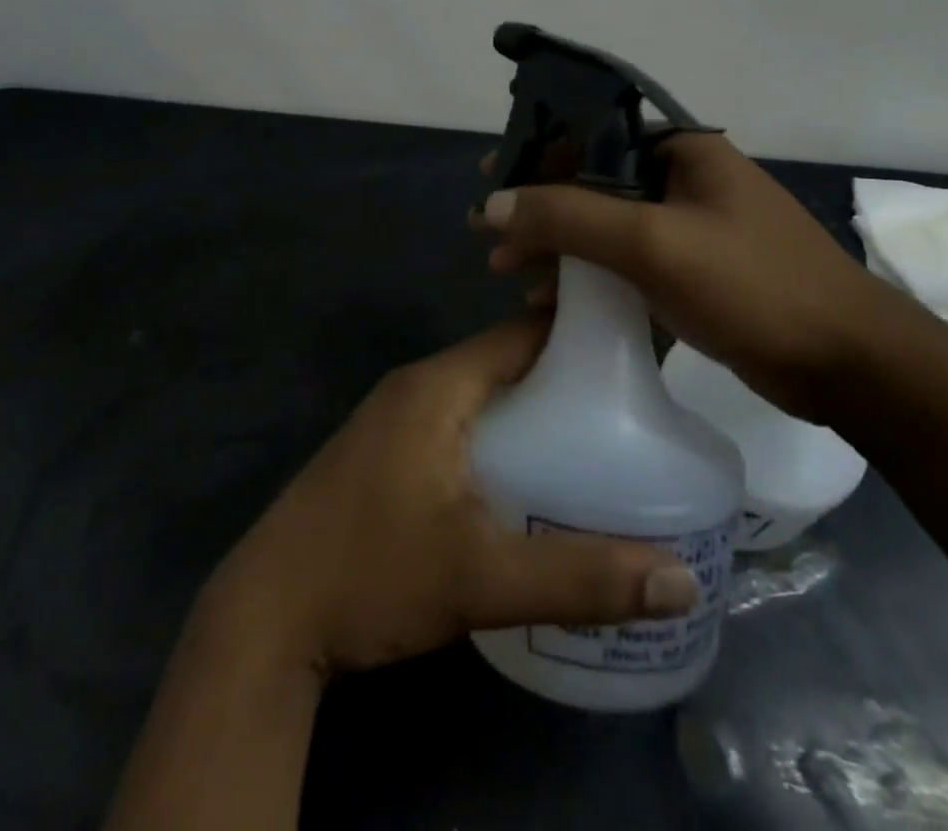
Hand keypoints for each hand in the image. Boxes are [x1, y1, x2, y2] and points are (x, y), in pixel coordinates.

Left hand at [199, 317, 698, 677]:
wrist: (266, 616)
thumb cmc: (371, 575)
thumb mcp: (481, 578)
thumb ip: (581, 577)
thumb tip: (682, 583)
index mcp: (437, 387)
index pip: (519, 333)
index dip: (576, 332)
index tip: (634, 346)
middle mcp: (415, 387)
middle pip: (503, 360)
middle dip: (562, 374)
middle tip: (631, 402)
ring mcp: (394, 419)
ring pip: (480, 393)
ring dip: (530, 405)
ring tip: (596, 435)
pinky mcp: (384, 451)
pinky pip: (458, 419)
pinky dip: (499, 430)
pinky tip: (530, 472)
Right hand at [471, 134, 914, 419]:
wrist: (848, 364)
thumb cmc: (752, 284)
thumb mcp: (653, 243)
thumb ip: (569, 216)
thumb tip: (493, 201)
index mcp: (681, 150)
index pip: (590, 136)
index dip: (534, 154)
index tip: (488, 179)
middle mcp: (682, 179)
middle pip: (591, 183)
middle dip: (537, 210)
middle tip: (487, 238)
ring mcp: (688, 228)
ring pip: (604, 227)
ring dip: (555, 247)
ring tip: (506, 273)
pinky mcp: (692, 272)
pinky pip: (624, 263)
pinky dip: (586, 277)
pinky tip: (550, 302)